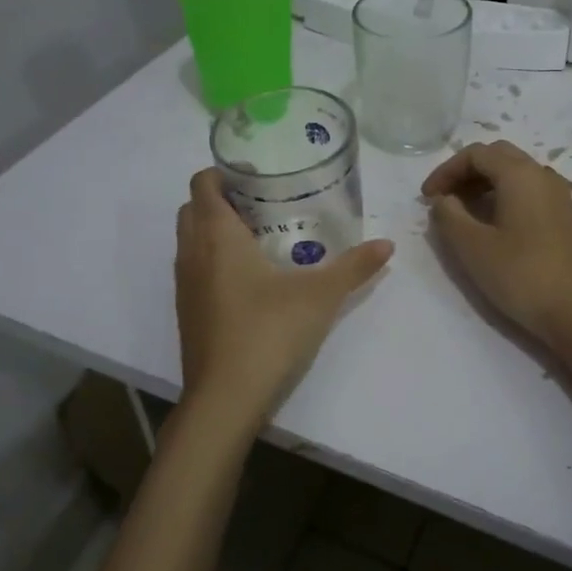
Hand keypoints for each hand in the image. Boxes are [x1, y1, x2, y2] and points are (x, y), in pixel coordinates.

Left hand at [175, 168, 393, 425]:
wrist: (225, 398)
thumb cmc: (269, 332)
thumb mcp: (320, 296)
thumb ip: (354, 267)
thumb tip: (387, 245)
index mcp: (216, 236)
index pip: (201, 184)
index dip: (222, 172)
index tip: (255, 175)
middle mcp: (192, 254)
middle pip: (193, 208)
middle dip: (221, 199)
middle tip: (263, 204)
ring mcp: (184, 286)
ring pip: (190, 241)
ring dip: (214, 231)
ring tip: (260, 238)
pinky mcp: (187, 313)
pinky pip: (194, 269)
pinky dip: (213, 261)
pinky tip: (250, 280)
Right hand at [422, 140, 571, 344]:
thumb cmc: (520, 275)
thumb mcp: (472, 246)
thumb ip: (449, 215)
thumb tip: (443, 199)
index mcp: (520, 174)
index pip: (476, 154)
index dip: (446, 170)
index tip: (427, 197)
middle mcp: (543, 176)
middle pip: (498, 157)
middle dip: (466, 172)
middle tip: (445, 199)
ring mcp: (559, 197)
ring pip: (516, 174)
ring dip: (485, 185)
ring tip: (464, 213)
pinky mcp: (565, 218)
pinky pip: (530, 193)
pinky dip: (505, 197)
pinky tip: (494, 226)